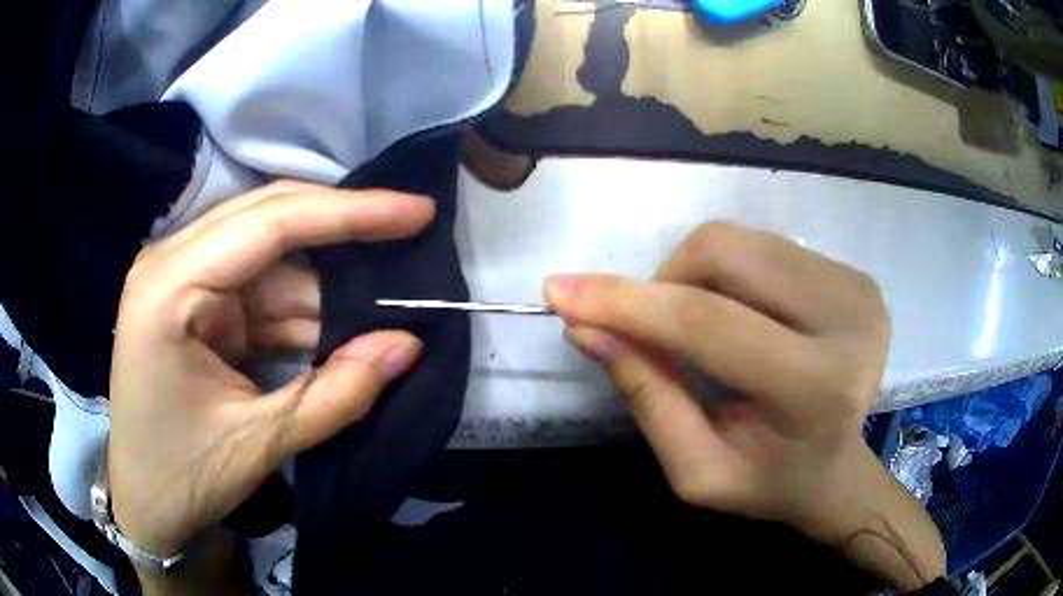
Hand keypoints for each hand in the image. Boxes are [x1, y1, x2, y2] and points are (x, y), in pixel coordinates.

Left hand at [109, 182, 432, 559]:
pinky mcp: (200, 308)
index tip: (414, 211)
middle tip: (410, 226)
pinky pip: (263, 293)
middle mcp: (174, 264)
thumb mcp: (257, 443)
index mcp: (169, 285)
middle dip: (342, 227)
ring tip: (387, 298)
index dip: (348, 213)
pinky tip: (343, 330)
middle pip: (269, 220)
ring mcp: (186, 283)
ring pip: (272, 260)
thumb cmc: (180, 476)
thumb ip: (336, 394)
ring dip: (327, 285)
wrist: (145, 505)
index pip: (269, 223)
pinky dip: (305, 313)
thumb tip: (408, 345)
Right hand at [544, 222, 890, 540]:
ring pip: (742, 240)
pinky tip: (742, 316)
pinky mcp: (856, 274)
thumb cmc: (768, 481)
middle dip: (666, 283)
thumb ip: (646, 396)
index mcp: (816, 388)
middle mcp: (849, 322)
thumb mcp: (696, 469)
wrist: (836, 469)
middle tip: (654, 329)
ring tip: (702, 328)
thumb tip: (585, 325)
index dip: (628, 302)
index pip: (709, 323)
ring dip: (696, 275)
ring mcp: (858, 289)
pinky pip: (766, 245)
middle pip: (726, 254)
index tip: (560, 290)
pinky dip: (730, 272)